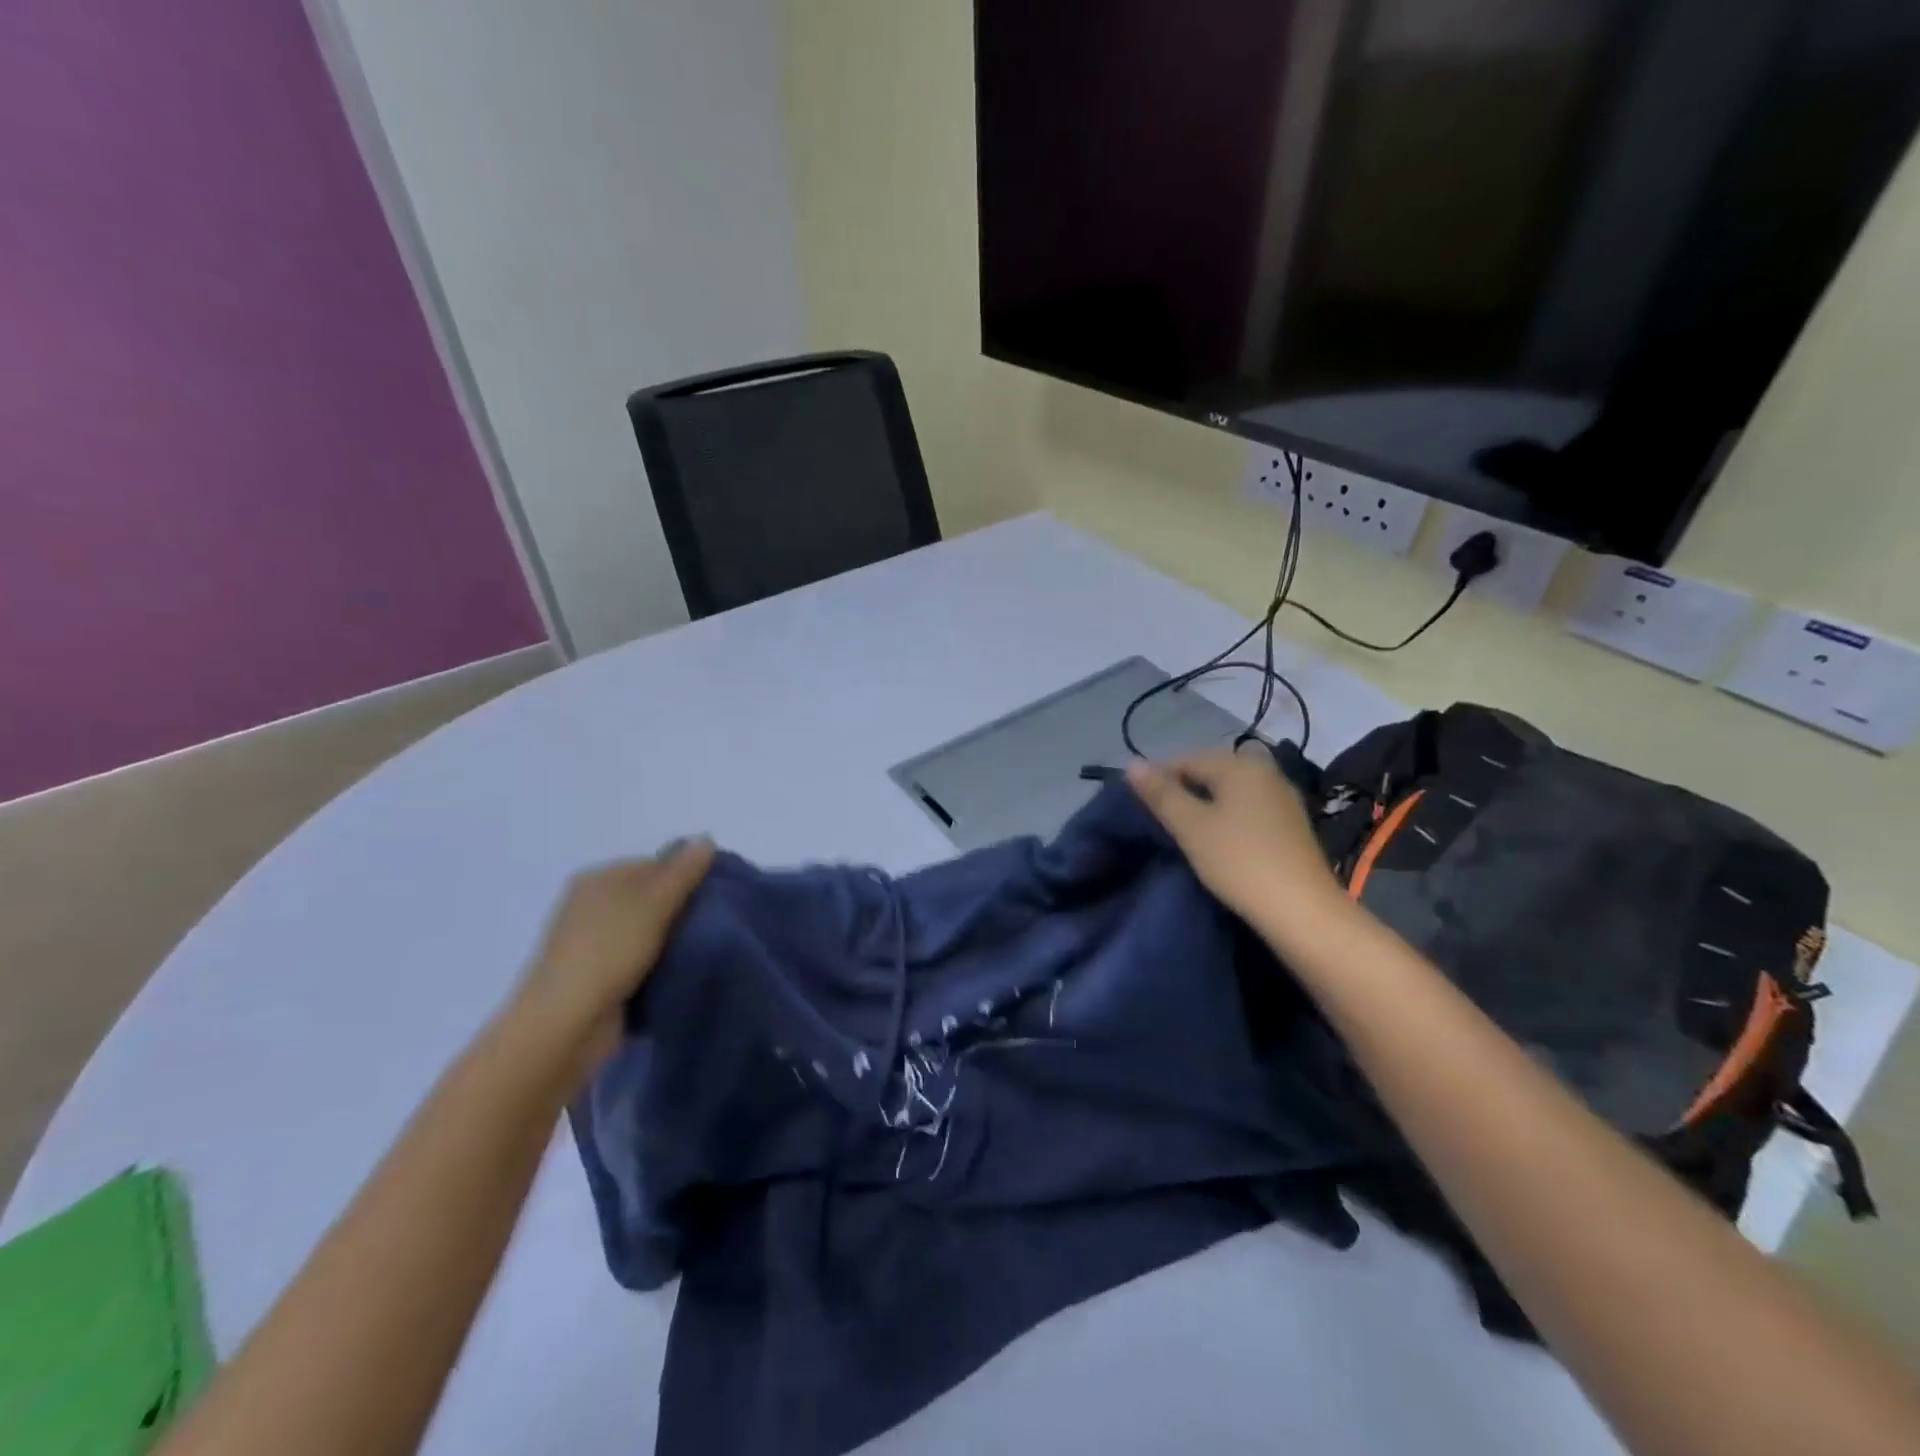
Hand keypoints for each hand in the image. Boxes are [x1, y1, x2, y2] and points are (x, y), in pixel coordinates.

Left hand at [508, 840, 714, 1083]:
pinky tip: (683, 972)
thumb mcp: (653, 903)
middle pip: (653, 897)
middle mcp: (593, 905)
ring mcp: (594, 943)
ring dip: (675, 941)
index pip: (657, 864)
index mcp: (599, 878)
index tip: (720, 895)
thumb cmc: (608, 953)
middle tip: (719, 923)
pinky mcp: (600, 978)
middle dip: (684, 909)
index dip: (689, 876)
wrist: (564, 1026)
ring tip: (708, 948)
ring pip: (650, 931)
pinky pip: (642, 961)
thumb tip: (706, 836)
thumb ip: (682, 871)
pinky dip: (661, 965)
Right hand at [1126, 747, 1347, 937]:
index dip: (1158, 780)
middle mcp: (1265, 771)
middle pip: (1209, 772)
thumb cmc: (1239, 862)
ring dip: (1204, 807)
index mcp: (1240, 765)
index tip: (1142, 810)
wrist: (1302, 911)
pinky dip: (1227, 819)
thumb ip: (1160, 794)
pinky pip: (1247, 809)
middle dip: (1182, 792)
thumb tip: (1132, 764)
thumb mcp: (1191, 827)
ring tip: (1186, 835)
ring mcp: (1282, 797)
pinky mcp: (1291, 824)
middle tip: (1162, 824)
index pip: (1185, 759)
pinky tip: (1218, 843)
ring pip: (1229, 792)